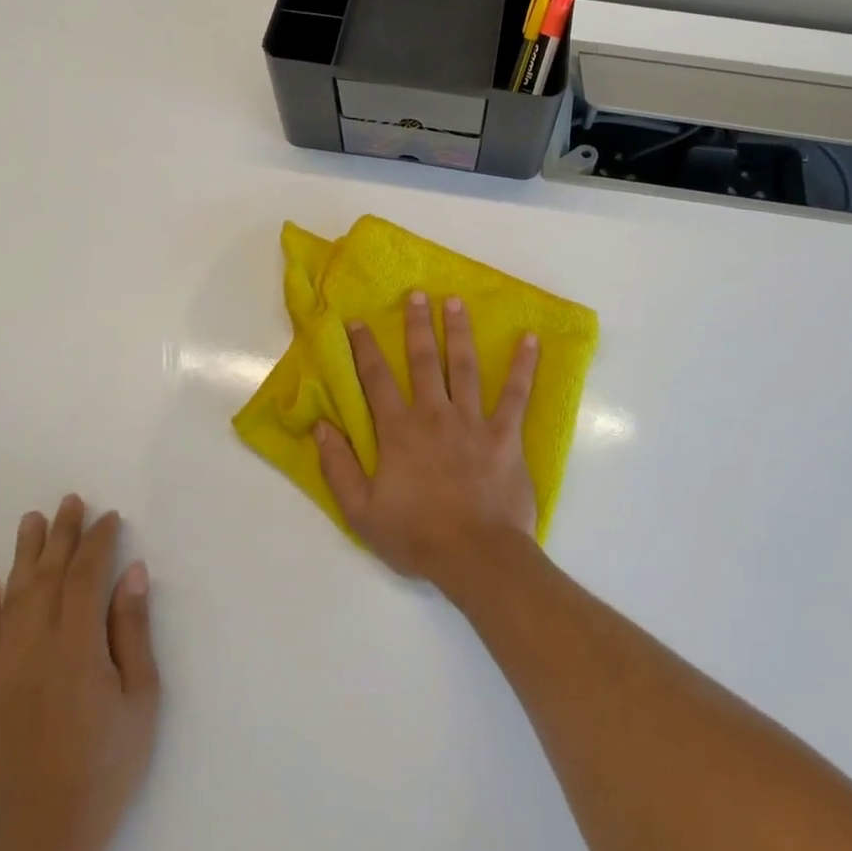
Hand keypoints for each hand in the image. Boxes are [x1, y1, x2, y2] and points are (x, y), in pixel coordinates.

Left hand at [0, 496, 160, 850]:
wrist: (45, 839)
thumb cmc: (108, 766)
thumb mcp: (141, 699)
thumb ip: (132, 632)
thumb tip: (132, 573)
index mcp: (77, 651)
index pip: (84, 578)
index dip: (97, 543)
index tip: (110, 518)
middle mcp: (34, 651)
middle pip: (46, 578)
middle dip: (60, 536)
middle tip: (70, 501)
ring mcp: (3, 672)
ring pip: (11, 599)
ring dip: (23, 556)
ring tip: (32, 520)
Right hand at [315, 291, 540, 584]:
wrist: (476, 556)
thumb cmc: (416, 535)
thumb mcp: (361, 511)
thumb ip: (338, 467)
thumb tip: (322, 426)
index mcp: (398, 430)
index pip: (376, 380)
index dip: (365, 348)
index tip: (359, 321)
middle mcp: (434, 414)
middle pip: (422, 361)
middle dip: (417, 325)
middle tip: (417, 294)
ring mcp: (472, 421)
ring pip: (463, 366)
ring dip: (458, 332)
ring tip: (456, 302)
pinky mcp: (505, 434)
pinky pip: (516, 393)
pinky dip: (523, 365)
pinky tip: (530, 339)